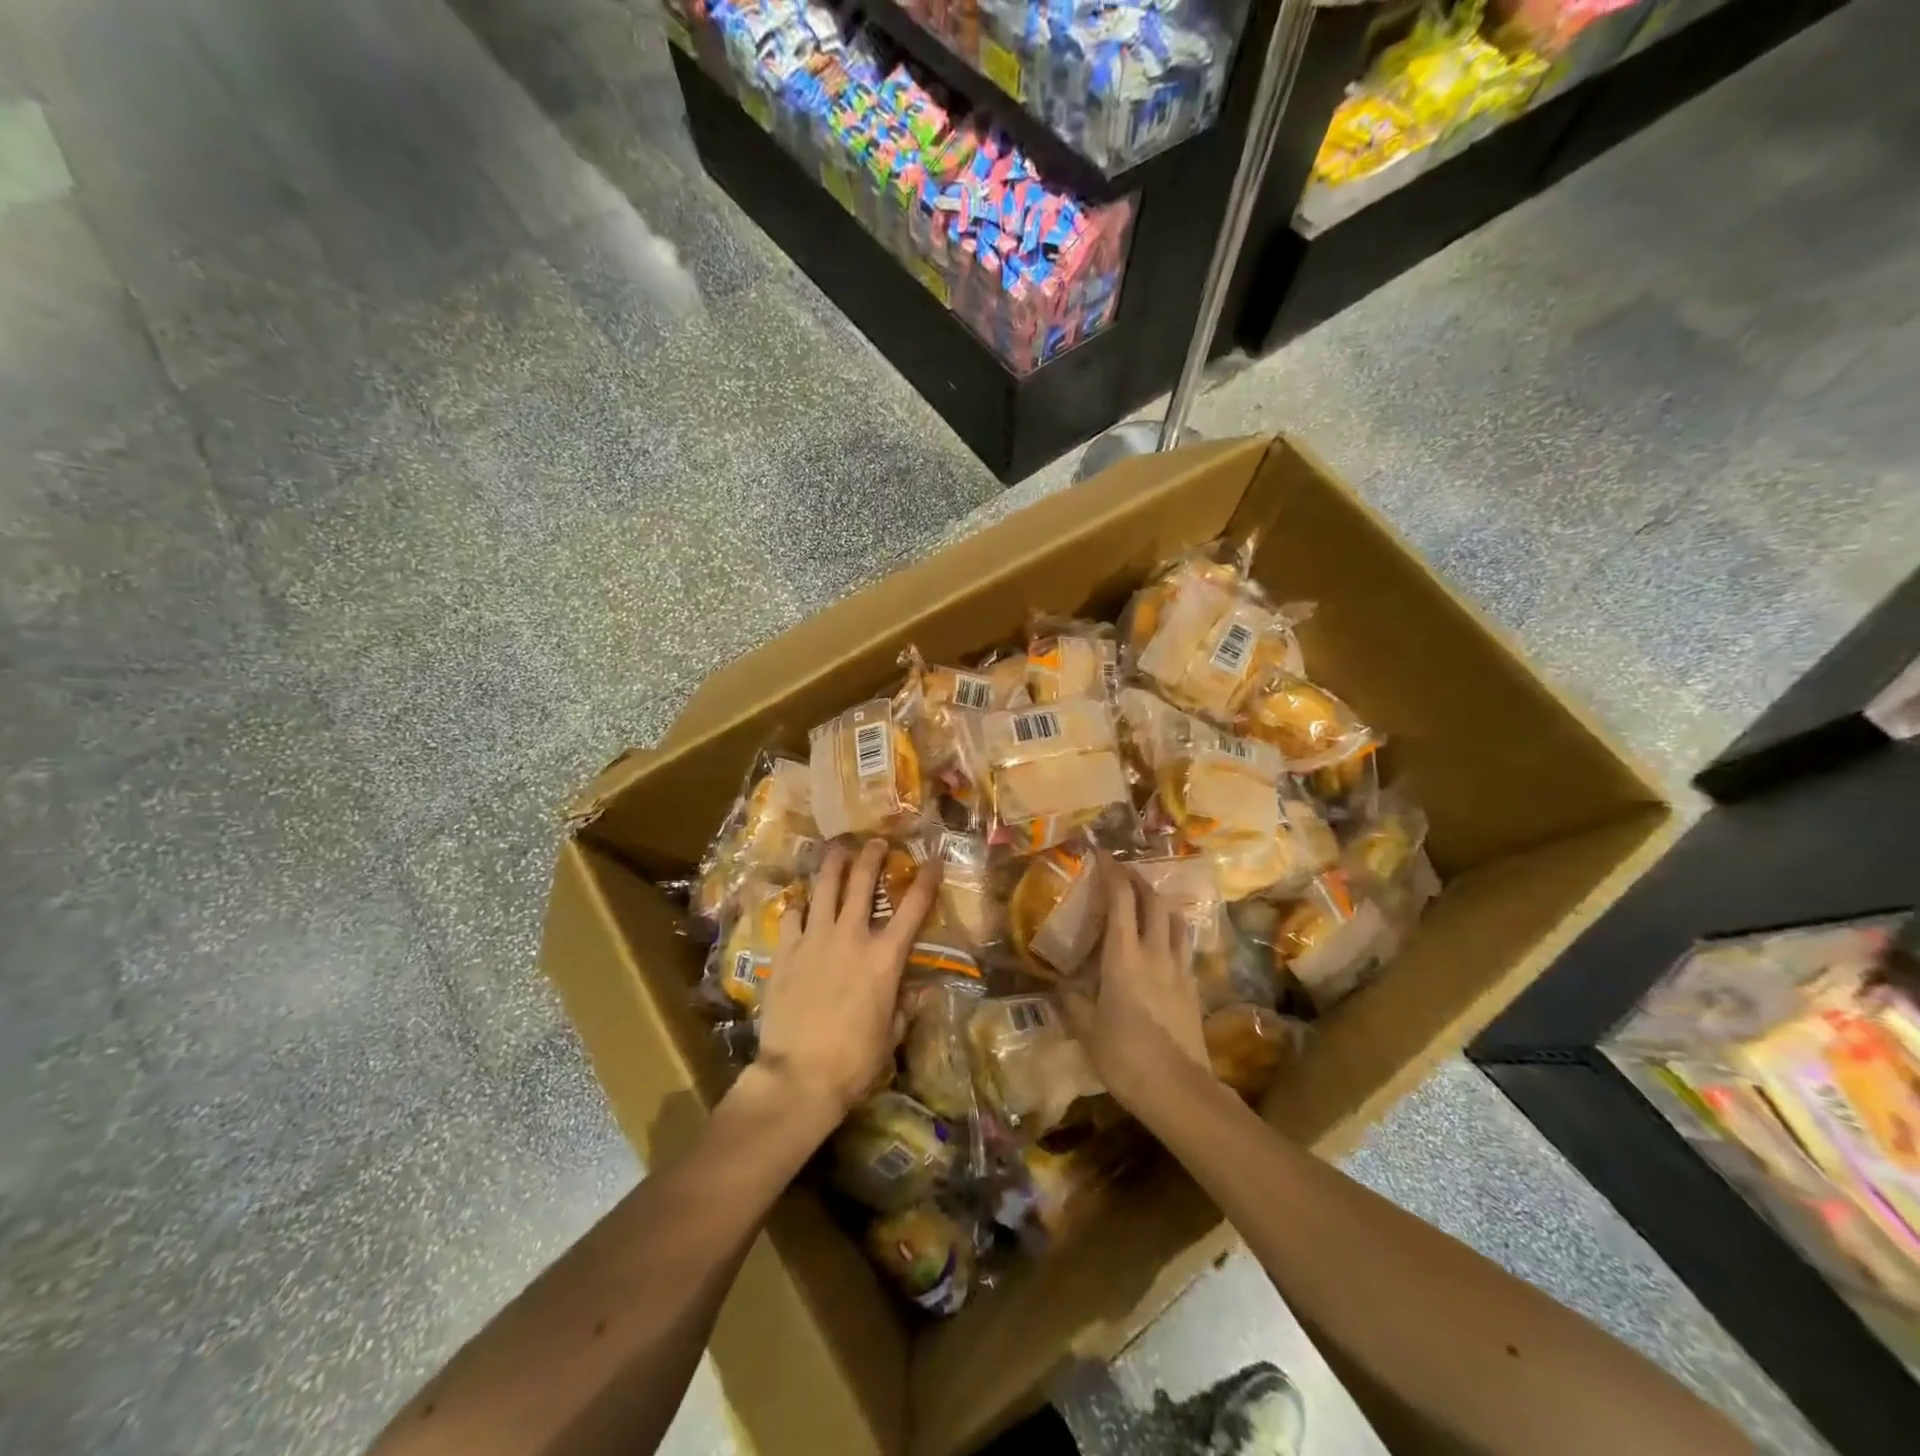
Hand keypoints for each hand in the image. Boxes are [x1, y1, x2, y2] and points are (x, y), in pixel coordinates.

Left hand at [754, 839, 941, 1123]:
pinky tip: (799, 901)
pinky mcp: (784, 952)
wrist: (798, 1075)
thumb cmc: (854, 1061)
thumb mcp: (891, 1036)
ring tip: (836, 848)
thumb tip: (922, 993)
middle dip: (872, 857)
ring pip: (824, 889)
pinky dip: (797, 906)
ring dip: (833, 865)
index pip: (912, 909)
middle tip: (876, 841)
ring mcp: (814, 940)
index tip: (931, 860)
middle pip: (862, 884)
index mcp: (884, 958)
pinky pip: (791, 917)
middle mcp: (851, 938)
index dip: (924, 881)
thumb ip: (906, 1008)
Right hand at [1058, 856, 1209, 1114]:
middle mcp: (1154, 952)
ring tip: (1144, 898)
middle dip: (1137, 878)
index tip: (1100, 854)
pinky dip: (1170, 928)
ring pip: (1174, 918)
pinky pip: (1182, 943)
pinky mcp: (1193, 985)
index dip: (1112, 871)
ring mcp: (1178, 967)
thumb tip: (1058, 982)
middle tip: (1120, 871)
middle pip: (1153, 899)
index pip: (1121, 899)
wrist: (1179, 1090)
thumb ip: (1071, 1000)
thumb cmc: (1125, 1058)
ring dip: (1158, 900)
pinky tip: (1161, 940)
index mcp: (1123, 956)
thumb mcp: (1086, 1029)